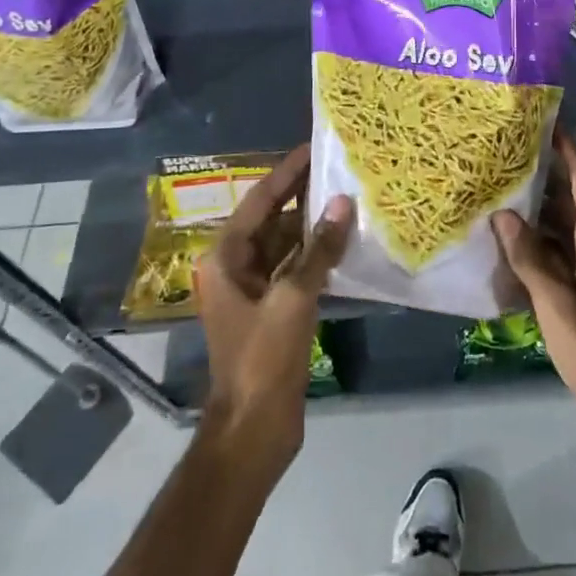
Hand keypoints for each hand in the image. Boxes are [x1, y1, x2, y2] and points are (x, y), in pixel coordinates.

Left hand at [195, 145, 352, 470]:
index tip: (312, 148)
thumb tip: (342, 202)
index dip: (286, 174)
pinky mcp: (275, 309)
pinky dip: (318, 254)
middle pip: (273, 220)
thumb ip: (319, 248)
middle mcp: (236, 267)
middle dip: (304, 195)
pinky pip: (297, 268)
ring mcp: (256, 290)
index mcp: (226, 258)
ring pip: (287, 244)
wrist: (254, 427)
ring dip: (314, 225)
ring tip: (349, 197)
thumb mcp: (293, 298)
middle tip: (339, 168)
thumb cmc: (263, 358)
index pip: (259, 201)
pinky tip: (346, 241)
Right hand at [491, 131, 575, 462]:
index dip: (567, 149)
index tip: (545, 121)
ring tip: (499, 189)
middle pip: (571, 200)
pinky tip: (509, 243)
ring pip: (564, 228)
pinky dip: (538, 244)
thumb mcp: (558, 305)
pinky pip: (561, 254)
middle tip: (506, 153)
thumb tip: (504, 214)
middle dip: (543, 175)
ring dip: (536, 211)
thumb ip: (530, 259)